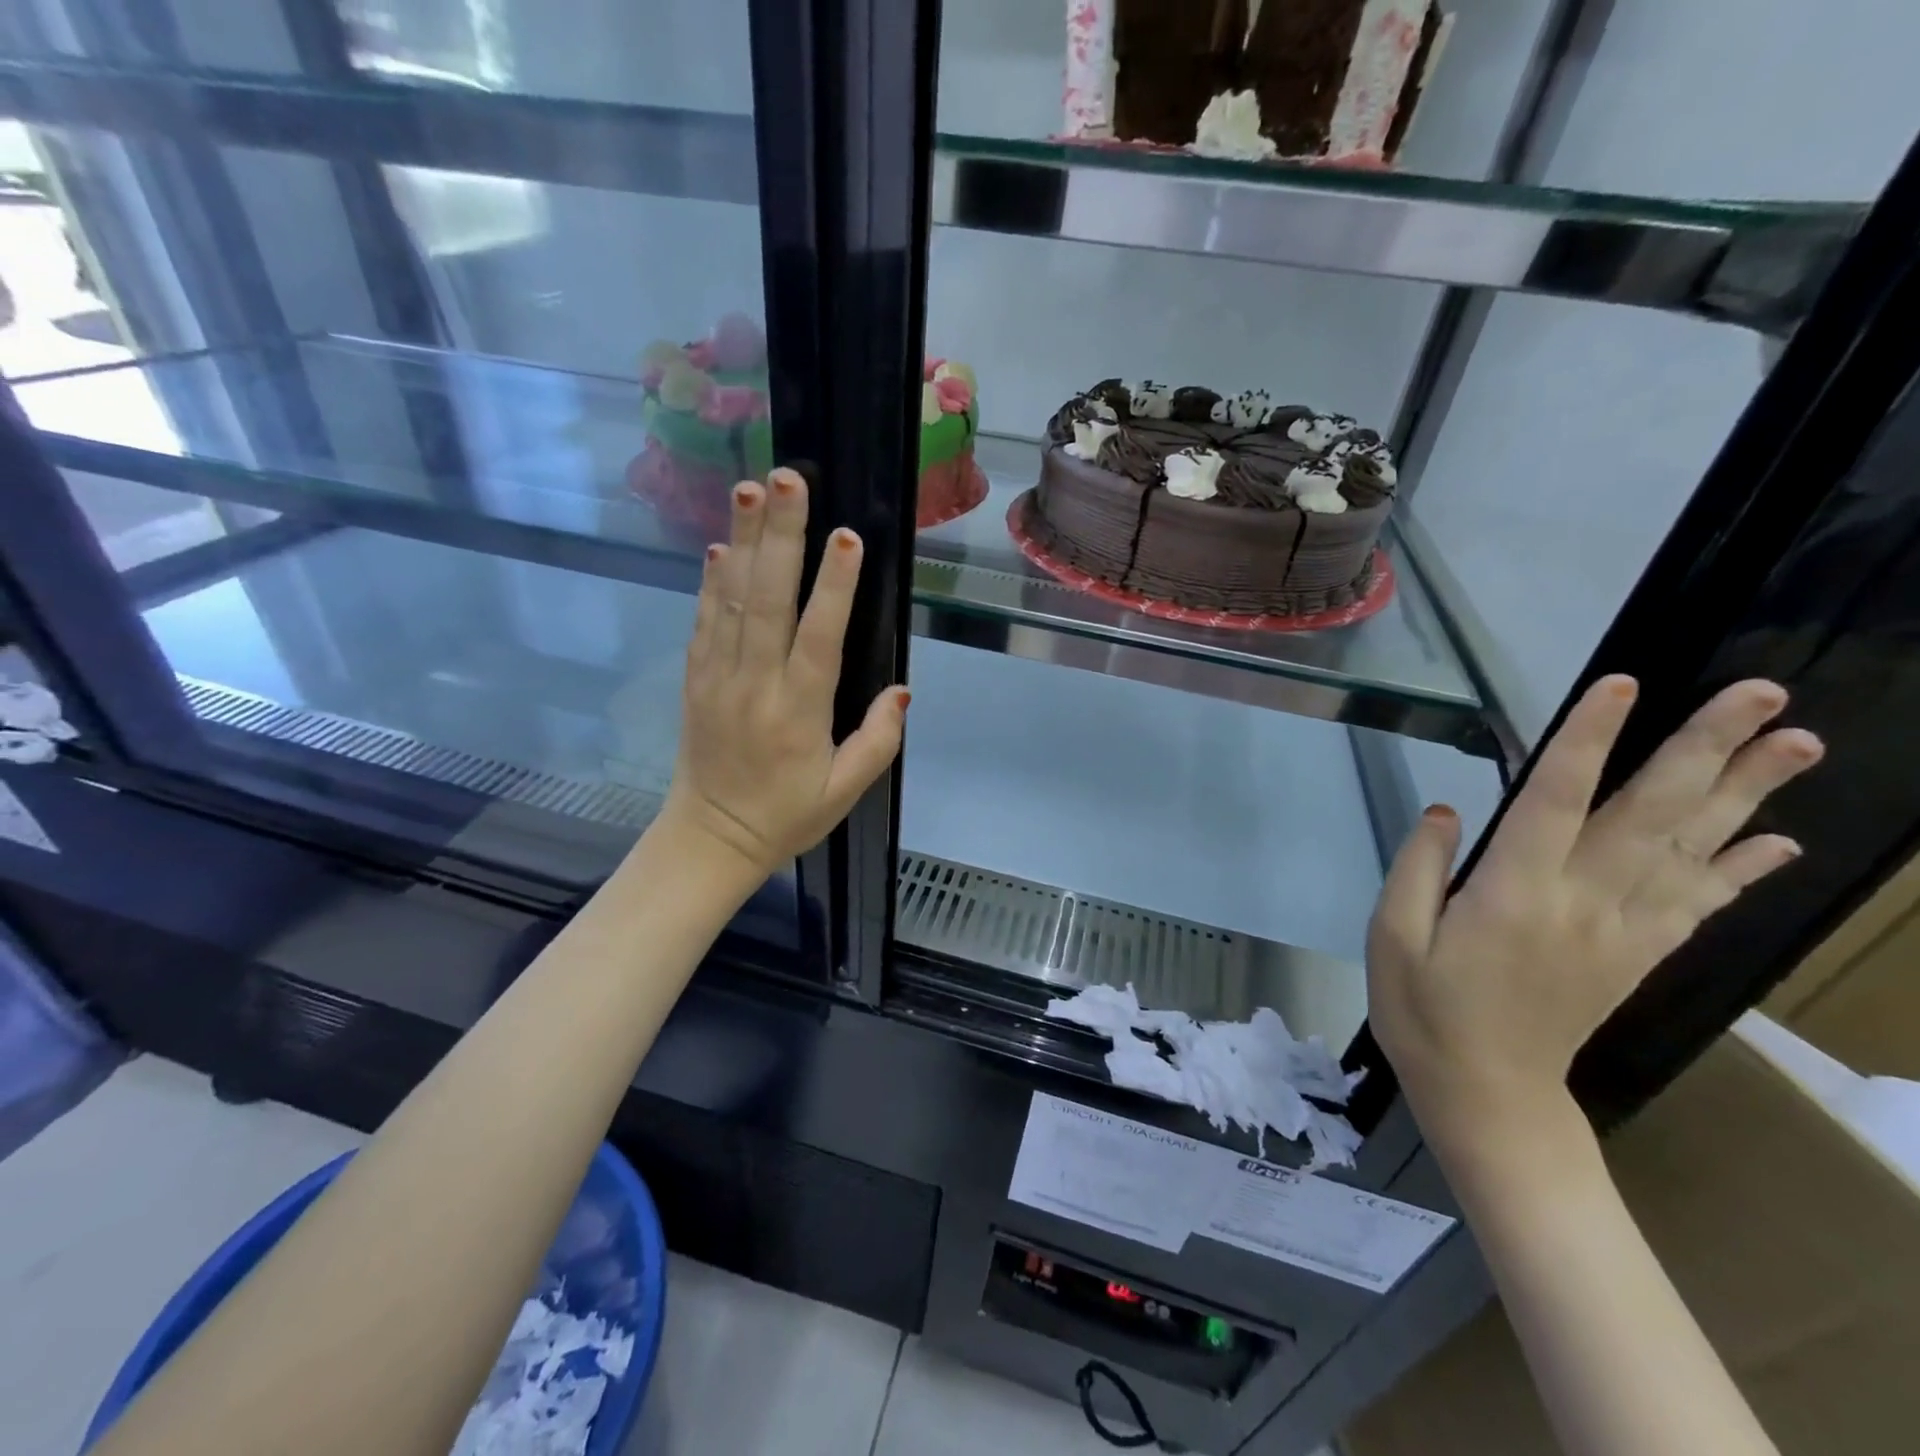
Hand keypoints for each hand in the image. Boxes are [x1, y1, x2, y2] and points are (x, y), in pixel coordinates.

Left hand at [657, 468, 907, 878]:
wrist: (709, 838)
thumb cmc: (786, 815)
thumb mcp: (845, 791)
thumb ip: (878, 741)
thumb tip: (903, 691)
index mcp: (799, 712)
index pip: (818, 638)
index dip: (834, 586)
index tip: (846, 536)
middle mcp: (755, 684)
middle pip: (768, 600)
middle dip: (780, 536)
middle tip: (786, 479)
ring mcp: (718, 677)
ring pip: (732, 599)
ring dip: (743, 541)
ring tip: (750, 489)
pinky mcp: (696, 679)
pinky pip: (704, 621)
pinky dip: (712, 581)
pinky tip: (722, 546)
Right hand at [1367, 676, 1822, 1141]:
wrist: (1486, 1093)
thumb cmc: (1423, 1009)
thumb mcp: (1391, 936)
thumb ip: (1420, 867)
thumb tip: (1448, 810)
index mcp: (1513, 894)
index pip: (1556, 801)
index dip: (1588, 740)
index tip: (1621, 686)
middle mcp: (1582, 903)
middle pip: (1650, 815)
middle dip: (1706, 750)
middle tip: (1762, 695)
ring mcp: (1620, 931)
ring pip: (1690, 851)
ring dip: (1746, 794)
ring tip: (1800, 744)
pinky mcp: (1636, 955)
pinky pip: (1698, 903)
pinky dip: (1742, 866)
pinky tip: (1776, 836)